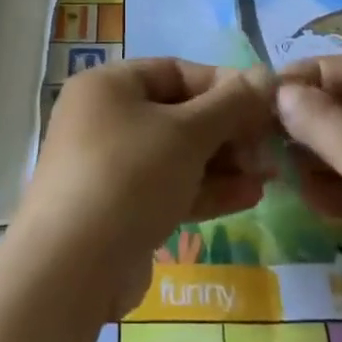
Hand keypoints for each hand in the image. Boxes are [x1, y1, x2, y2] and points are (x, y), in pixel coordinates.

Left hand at [11, 59, 276, 321]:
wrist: (70, 270)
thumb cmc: (129, 177)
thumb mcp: (187, 133)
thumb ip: (231, 104)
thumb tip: (267, 74)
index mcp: (108, 86)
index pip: (176, 71)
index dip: (224, 85)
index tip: (267, 103)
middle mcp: (104, 120)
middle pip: (178, 114)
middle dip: (228, 130)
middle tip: (271, 146)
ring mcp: (110, 168)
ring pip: (176, 155)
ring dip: (224, 162)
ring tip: (269, 173)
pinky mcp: (119, 210)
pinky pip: (168, 188)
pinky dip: (205, 189)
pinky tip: (249, 196)